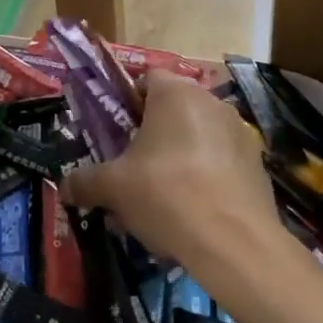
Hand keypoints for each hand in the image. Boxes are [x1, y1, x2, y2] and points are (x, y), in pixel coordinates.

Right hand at [61, 71, 279, 268]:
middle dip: (155, 132)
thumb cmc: (166, 195)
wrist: (235, 244)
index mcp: (175, 93)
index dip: (129, 102)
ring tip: (165, 195)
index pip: (147, 78)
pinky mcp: (257, 164)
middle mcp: (211, 101)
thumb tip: (65, 186)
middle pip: (174, 107)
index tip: (118, 132)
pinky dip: (208, 177)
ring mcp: (239, 132)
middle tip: (135, 165)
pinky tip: (195, 211)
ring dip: (182, 154)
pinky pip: (222, 161)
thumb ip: (86, 181)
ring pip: (199, 134)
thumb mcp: (113, 187)